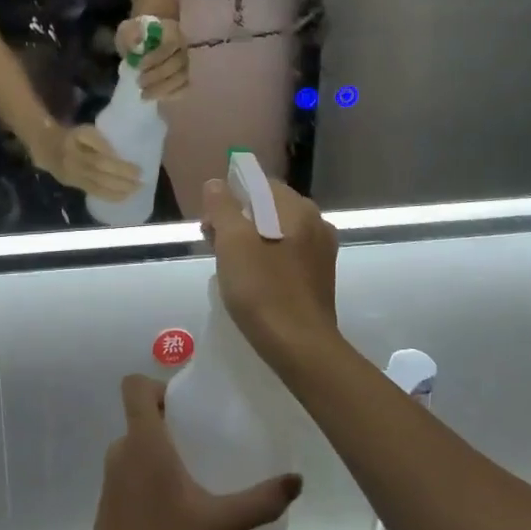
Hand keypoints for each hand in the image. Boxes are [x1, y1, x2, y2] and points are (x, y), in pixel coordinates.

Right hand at [33, 123, 140, 201]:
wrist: (47, 148)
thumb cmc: (72, 137)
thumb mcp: (84, 131)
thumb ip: (99, 141)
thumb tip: (114, 154)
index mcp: (79, 152)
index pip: (101, 160)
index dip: (119, 167)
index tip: (138, 170)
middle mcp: (76, 167)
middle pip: (101, 176)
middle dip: (123, 181)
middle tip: (142, 182)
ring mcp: (75, 178)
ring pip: (98, 187)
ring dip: (119, 190)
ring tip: (136, 191)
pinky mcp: (76, 186)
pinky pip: (94, 193)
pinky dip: (110, 196)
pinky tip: (124, 197)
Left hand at [80, 376, 301, 529]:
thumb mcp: (219, 525)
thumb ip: (259, 501)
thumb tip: (297, 481)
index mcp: (142, 442)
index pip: (133, 386)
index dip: (158, 384)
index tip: (189, 405)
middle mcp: (121, 451)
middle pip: (141, 415)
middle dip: (173, 420)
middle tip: (208, 437)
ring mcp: (111, 478)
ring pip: (138, 445)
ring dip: (164, 449)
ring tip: (200, 471)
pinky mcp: (109, 503)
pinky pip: (132, 470)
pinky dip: (153, 473)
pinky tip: (181, 504)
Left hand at [116, 17, 189, 101]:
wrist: (144, 43)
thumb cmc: (135, 36)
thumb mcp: (127, 30)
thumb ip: (130, 34)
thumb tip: (136, 42)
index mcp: (171, 30)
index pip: (171, 43)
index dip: (156, 56)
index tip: (139, 65)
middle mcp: (183, 46)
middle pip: (178, 63)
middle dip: (157, 75)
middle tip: (139, 82)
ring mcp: (186, 62)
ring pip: (182, 78)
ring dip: (163, 88)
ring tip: (144, 94)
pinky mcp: (185, 77)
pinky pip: (183, 88)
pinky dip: (171, 94)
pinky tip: (156, 97)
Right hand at [200, 176, 340, 362]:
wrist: (300, 346)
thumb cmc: (262, 289)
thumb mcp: (232, 242)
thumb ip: (222, 207)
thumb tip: (217, 184)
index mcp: (297, 208)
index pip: (258, 183)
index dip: (229, 196)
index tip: (210, 222)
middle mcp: (316, 222)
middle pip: (268, 206)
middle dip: (238, 219)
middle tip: (214, 244)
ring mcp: (321, 250)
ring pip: (277, 230)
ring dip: (251, 239)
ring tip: (229, 264)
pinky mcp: (319, 275)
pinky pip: (287, 252)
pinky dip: (267, 256)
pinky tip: (253, 279)